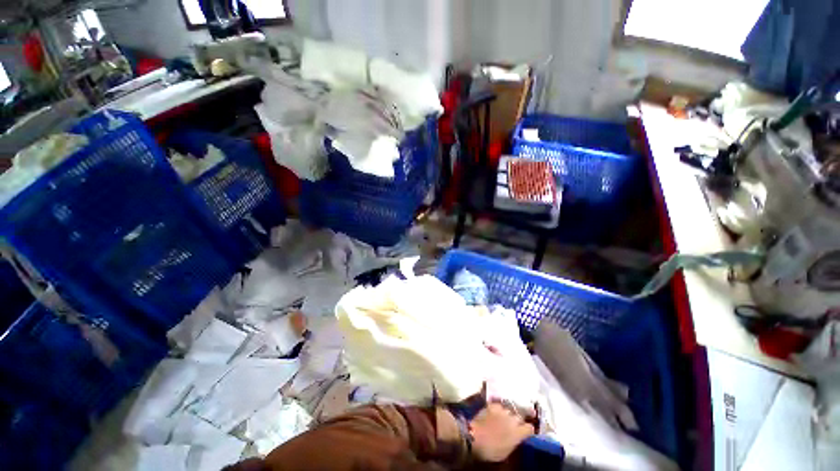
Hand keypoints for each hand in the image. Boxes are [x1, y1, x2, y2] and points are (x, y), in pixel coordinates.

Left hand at [468, 402, 534, 461]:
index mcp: (518, 432)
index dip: (528, 430)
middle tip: (514, 425)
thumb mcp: (507, 450)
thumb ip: (515, 441)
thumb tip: (517, 437)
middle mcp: (513, 419)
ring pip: (510, 409)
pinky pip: (499, 405)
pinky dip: (499, 409)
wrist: (476, 437)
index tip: (526, 432)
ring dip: (509, 414)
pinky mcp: (493, 405)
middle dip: (518, 421)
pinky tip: (496, 412)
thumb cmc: (492, 450)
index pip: (530, 428)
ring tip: (504, 418)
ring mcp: (502, 410)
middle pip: (520, 417)